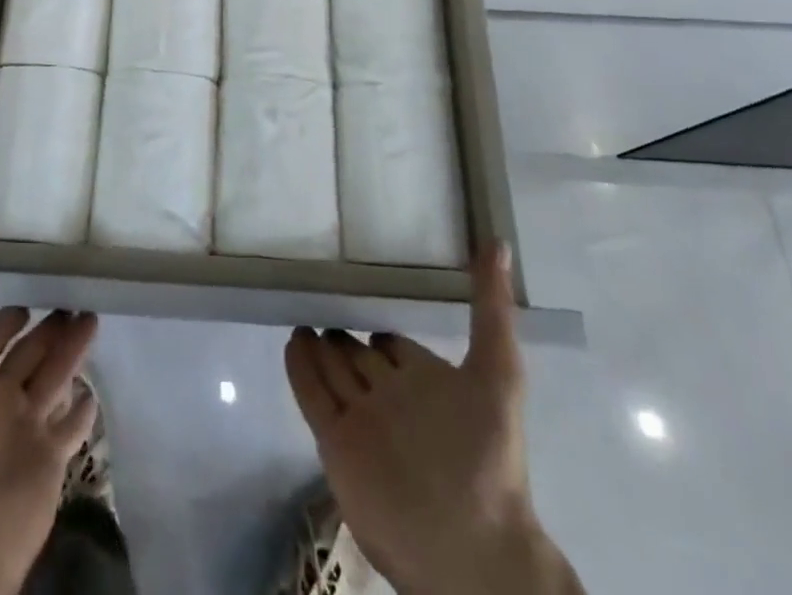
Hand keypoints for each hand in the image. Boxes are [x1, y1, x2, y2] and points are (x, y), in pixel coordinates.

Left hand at [0, 236, 97, 594]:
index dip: (11, 310)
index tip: (35, 275)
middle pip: (30, 351)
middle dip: (51, 325)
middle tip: (81, 290)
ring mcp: (24, 431)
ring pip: (54, 378)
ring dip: (73, 350)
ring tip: (95, 317)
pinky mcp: (51, 461)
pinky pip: (72, 426)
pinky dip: (84, 407)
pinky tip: (95, 387)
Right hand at [283, 245, 581, 594]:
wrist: (469, 549)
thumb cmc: (487, 457)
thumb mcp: (498, 372)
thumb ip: (492, 309)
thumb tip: (500, 243)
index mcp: (429, 385)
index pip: (395, 345)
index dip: (380, 327)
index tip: (362, 294)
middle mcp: (392, 398)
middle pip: (360, 357)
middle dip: (342, 332)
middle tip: (317, 296)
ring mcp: (362, 421)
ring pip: (334, 371)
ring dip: (318, 344)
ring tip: (300, 312)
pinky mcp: (336, 444)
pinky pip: (312, 395)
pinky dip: (300, 369)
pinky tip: (291, 340)